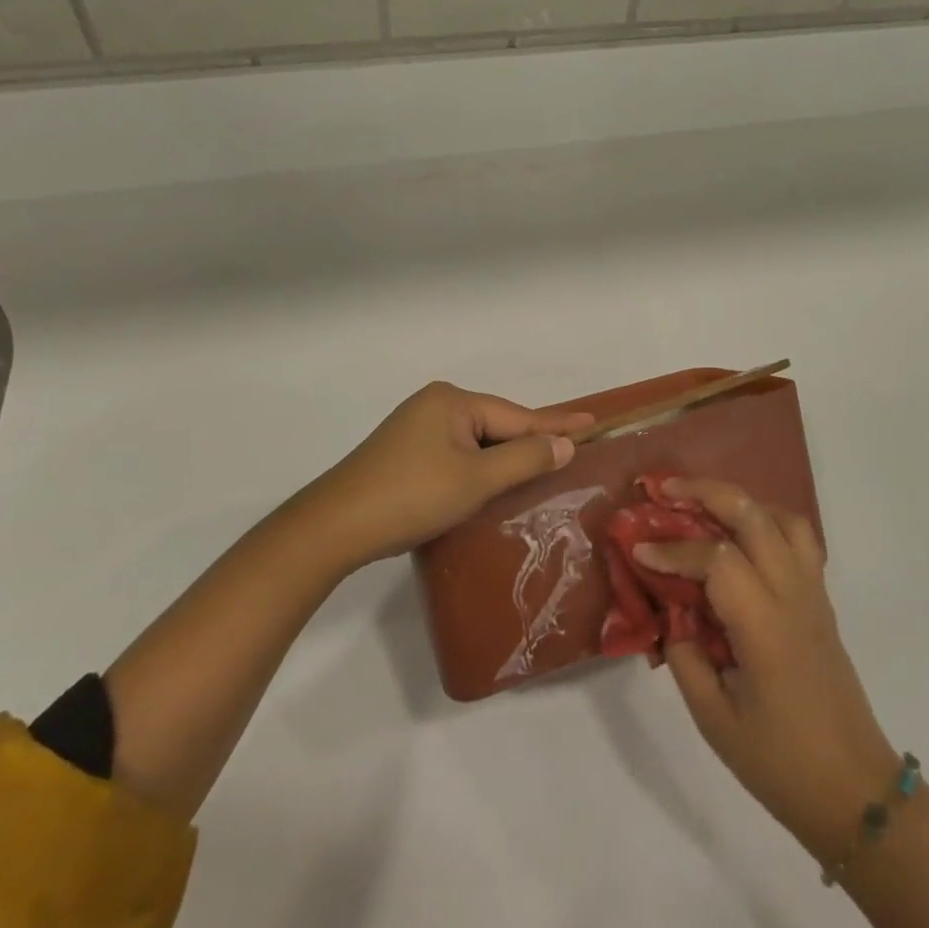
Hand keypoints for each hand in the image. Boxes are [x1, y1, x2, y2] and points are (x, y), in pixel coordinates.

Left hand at [300, 382, 594, 567]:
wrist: (335, 526)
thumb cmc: (412, 496)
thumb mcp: (476, 480)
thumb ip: (524, 459)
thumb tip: (564, 444)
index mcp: (453, 401)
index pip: (518, 415)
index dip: (557, 424)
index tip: (593, 422)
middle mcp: (436, 404)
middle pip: (497, 424)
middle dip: (530, 439)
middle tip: (573, 446)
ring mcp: (417, 426)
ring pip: (476, 440)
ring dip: (505, 455)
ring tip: (542, 462)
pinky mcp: (405, 451)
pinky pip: (457, 451)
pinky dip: (480, 464)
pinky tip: (494, 476)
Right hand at [634, 479, 898, 866]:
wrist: (855, 791)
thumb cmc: (780, 762)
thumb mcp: (713, 718)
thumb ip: (683, 653)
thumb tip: (666, 607)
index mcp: (765, 627)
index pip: (716, 560)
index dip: (673, 550)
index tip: (638, 550)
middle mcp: (793, 595)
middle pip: (753, 515)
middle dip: (705, 492)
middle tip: (664, 490)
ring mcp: (812, 592)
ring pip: (781, 516)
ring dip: (739, 500)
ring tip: (702, 505)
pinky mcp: (820, 599)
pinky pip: (797, 538)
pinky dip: (765, 519)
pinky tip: (738, 536)